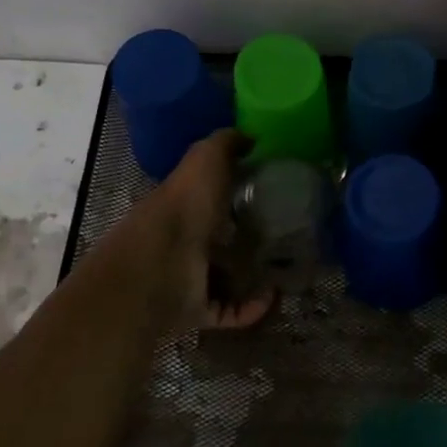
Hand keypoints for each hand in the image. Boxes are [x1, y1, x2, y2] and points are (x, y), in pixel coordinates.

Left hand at [153, 129, 274, 329]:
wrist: (159, 266)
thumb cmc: (184, 207)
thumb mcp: (206, 159)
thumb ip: (226, 143)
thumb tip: (250, 136)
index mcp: (185, 205)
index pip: (211, 198)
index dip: (236, 194)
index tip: (271, 193)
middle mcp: (184, 241)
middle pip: (219, 240)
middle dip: (247, 240)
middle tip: (286, 236)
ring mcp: (188, 278)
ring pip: (224, 278)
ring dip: (252, 277)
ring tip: (286, 271)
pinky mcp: (196, 309)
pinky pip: (228, 311)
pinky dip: (250, 308)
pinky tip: (273, 296)